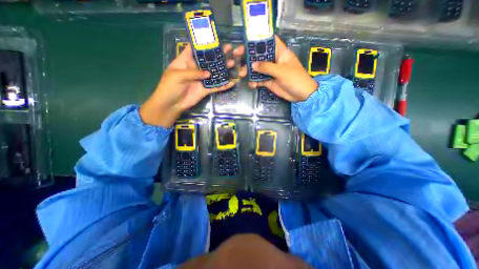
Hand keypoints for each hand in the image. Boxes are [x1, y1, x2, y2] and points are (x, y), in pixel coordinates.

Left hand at [138, 44, 243, 128]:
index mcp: (185, 61)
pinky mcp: (205, 90)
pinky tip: (231, 82)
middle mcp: (195, 69)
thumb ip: (193, 73)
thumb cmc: (170, 87)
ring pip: (214, 73)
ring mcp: (201, 80)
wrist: (172, 105)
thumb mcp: (178, 76)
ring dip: (223, 69)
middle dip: (218, 55)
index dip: (204, 43)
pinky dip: (223, 85)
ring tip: (233, 63)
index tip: (215, 39)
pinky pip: (216, 87)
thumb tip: (208, 73)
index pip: (195, 49)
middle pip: (208, 60)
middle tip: (229, 49)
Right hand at [247, 35, 316, 100]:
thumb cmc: (294, 78)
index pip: (269, 41)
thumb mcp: (281, 71)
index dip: (259, 39)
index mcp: (280, 52)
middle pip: (260, 55)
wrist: (300, 94)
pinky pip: (259, 80)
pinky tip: (251, 85)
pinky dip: (254, 82)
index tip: (247, 40)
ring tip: (242, 74)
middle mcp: (274, 60)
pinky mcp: (269, 81)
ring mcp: (271, 71)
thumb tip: (253, 65)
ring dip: (249, 71)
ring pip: (257, 68)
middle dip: (249, 56)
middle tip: (237, 57)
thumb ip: (266, 67)